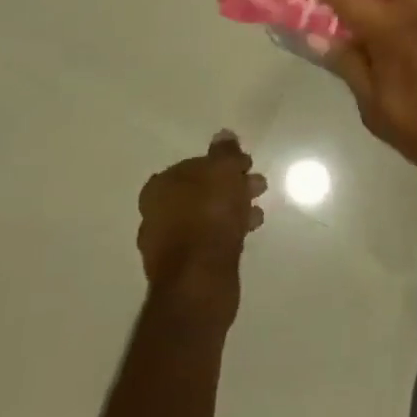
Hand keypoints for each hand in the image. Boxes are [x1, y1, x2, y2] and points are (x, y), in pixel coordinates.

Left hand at [137, 132, 266, 325]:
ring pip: (207, 215)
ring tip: (258, 211)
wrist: (200, 281)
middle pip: (201, 190)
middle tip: (258, 185)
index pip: (194, 165)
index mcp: (160, 187)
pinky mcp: (184, 267)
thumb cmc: (210, 216)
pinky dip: (228, 231)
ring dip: (233, 208)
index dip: (222, 163)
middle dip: (231, 185)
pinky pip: (209, 238)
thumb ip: (225, 152)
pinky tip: (248, 231)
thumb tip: (223, 134)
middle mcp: (157, 213)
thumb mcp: (223, 172)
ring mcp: (168, 243)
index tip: (246, 165)